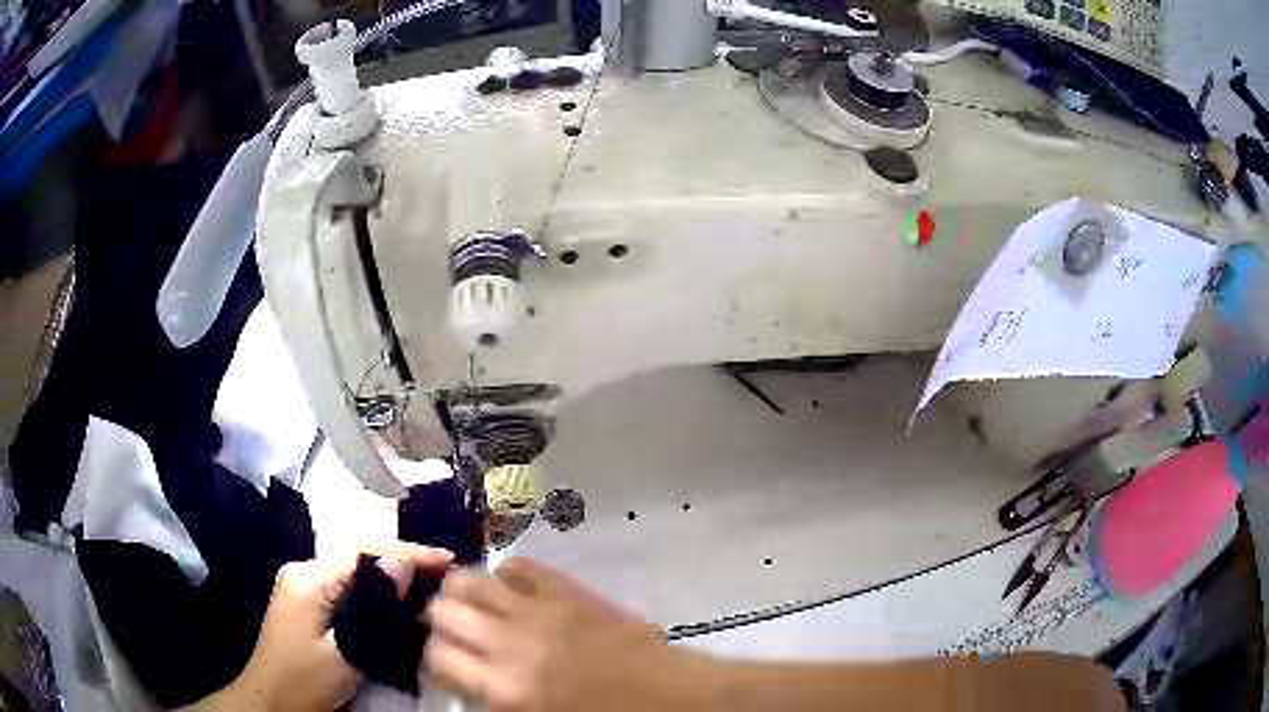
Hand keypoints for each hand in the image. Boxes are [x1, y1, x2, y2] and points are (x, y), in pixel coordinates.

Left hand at [193, 542, 451, 711]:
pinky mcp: (308, 605)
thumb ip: (370, 609)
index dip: (407, 553)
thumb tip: (400, 565)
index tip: (447, 560)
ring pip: (355, 574)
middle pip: (360, 558)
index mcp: (309, 578)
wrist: (270, 702)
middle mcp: (305, 573)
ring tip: (430, 587)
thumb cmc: (305, 680)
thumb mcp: (343, 652)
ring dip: (390, 578)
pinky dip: (376, 594)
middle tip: (445, 575)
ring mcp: (304, 588)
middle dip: (402, 563)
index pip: (364, 553)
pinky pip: (348, 589)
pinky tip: (397, 605)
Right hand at [425, 558, 714, 711]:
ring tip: (470, 602)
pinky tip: (511, 589)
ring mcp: (539, 611)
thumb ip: (495, 701)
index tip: (442, 660)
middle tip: (452, 629)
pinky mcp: (567, 591)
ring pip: (470, 580)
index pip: (436, 657)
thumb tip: (468, 679)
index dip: (432, 656)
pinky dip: (506, 574)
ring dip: (461, 590)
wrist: (669, 696)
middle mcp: (510, 644)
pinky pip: (519, 566)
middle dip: (439, 619)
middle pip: (443, 611)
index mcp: (505, 689)